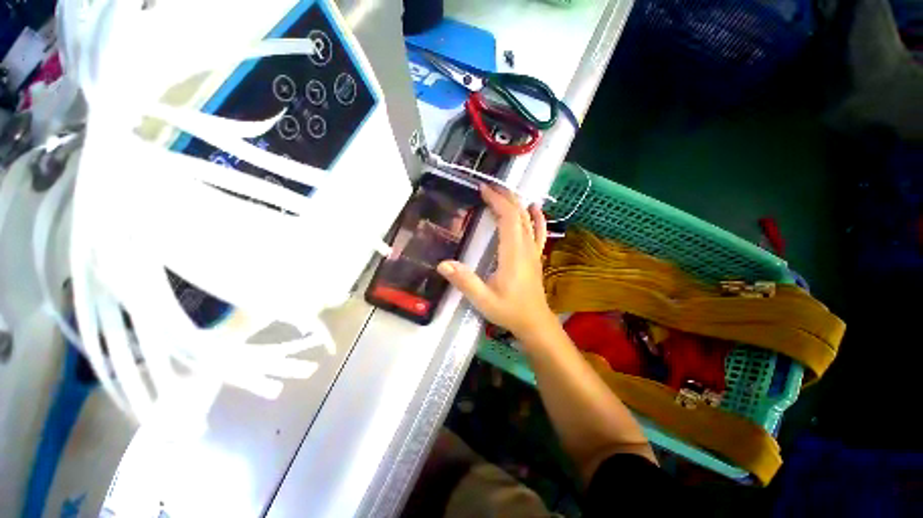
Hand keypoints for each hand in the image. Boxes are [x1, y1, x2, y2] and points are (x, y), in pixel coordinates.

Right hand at [437, 184, 557, 341]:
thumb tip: (442, 264)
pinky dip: (537, 218)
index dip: (497, 201)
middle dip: (504, 197)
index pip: (508, 218)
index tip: (483, 190)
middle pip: (518, 214)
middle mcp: (526, 247)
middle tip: (488, 187)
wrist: (534, 322)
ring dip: (516, 204)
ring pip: (528, 220)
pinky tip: (535, 208)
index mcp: (513, 253)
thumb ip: (465, 281)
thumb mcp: (484, 299)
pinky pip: (538, 232)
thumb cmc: (509, 310)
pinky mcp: (535, 257)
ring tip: (504, 192)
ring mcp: (533, 251)